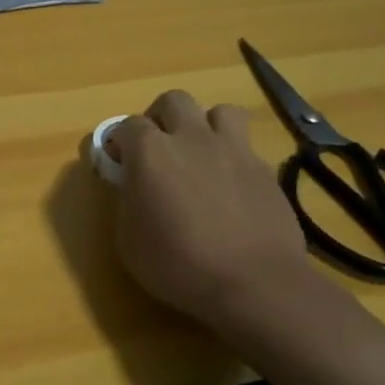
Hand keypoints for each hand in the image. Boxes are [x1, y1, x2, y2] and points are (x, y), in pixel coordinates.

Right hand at [110, 90, 315, 327]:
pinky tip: (230, 185)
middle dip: (161, 118)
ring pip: (219, 111)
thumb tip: (134, 186)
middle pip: (173, 101)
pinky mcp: (264, 169)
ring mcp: (233, 149)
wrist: (253, 282)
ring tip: (201, 154)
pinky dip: (233, 156)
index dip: (121, 142)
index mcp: (150, 152)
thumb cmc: (177, 265)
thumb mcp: (129, 240)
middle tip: (158, 149)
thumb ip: (128, 201)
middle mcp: (191, 138)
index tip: (119, 163)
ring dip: (205, 126)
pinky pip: (245, 146)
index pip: (128, 125)